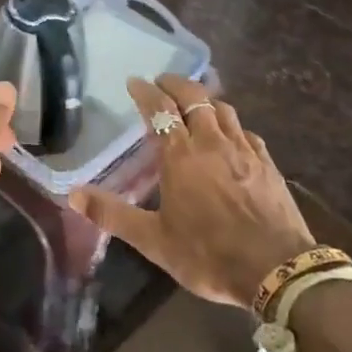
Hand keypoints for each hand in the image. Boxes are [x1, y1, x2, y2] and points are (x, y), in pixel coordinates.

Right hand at [72, 75, 312, 306]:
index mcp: (182, 156)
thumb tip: (73, 196)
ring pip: (223, 109)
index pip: (160, 109)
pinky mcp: (268, 164)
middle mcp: (213, 142)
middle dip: (176, 83)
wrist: (277, 270)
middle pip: (195, 97)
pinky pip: (246, 132)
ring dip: (205, 99)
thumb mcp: (154, 240)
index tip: (134, 81)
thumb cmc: (208, 254)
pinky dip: (231, 125)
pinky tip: (230, 136)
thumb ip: (113, 214)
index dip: (145, 92)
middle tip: (162, 82)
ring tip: (194, 102)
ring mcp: (244, 150)